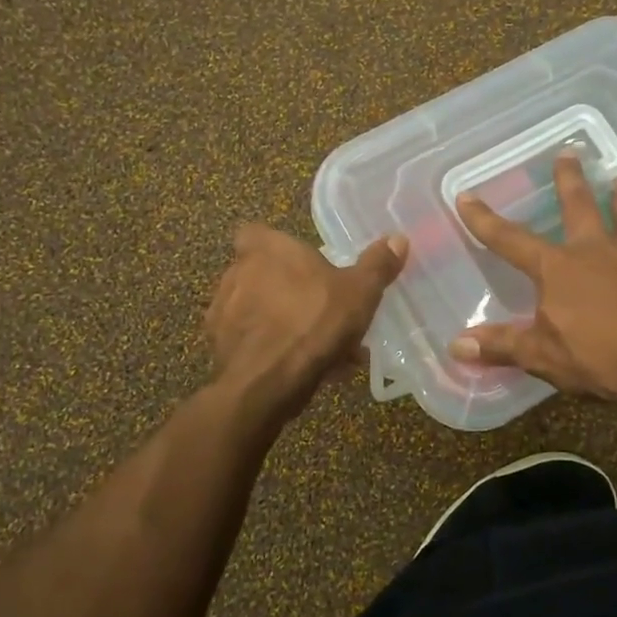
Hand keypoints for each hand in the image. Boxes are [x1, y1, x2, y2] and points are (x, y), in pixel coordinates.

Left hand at [205, 224, 407, 417]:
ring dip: (280, 322)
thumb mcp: (359, 293)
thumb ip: (377, 265)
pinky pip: (249, 342)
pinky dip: (269, 350)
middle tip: (320, 313)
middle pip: (260, 274)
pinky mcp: (218, 347)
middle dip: (286, 291)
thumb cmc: (313, 323)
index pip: (256, 233)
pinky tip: (297, 370)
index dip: (275, 248)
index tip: (300, 265)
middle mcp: (236, 273)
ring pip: (257, 310)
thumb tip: (398, 239)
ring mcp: (222, 311)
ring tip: (317, 349)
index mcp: (266, 249)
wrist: (265, 384)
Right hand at [450, 153, 616, 412]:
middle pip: (580, 207)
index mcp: (559, 268)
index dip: (485, 220)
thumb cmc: (600, 359)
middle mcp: (598, 250)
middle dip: (570, 181)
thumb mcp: (542, 356)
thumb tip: (457, 345)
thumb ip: (502, 346)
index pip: (511, 240)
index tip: (466, 196)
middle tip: (568, 153)